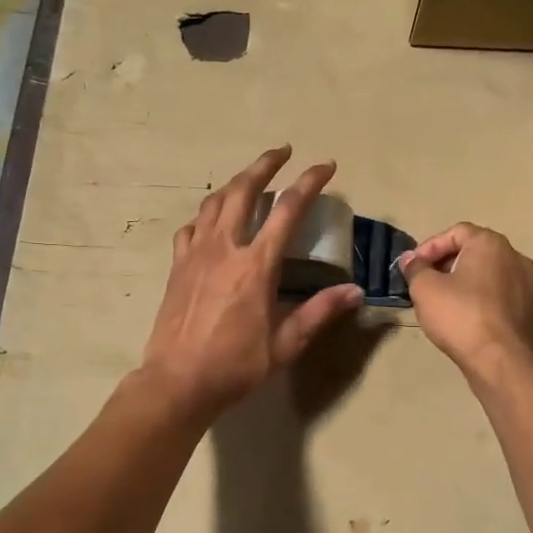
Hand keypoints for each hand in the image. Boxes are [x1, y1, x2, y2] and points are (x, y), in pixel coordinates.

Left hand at [139, 146, 363, 422]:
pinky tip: (212, 221)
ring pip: (214, 202)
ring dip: (235, 183)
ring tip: (250, 178)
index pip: (288, 209)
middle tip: (283, 152)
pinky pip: (191, 227)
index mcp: (256, 265)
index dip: (309, 182)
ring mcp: (196, 253)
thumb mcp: (285, 344)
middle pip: (244, 190)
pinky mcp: (177, 265)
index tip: (325, 166)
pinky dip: (206, 215)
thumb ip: (319, 312)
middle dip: (266, 164)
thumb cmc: (235, 365)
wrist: (177, 381)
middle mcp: (225, 247)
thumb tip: (355, 291)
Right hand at [399, 223, 532, 378]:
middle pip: (473, 250)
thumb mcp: (425, 288)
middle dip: (445, 263)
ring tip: (439, 299)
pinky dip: (478, 296)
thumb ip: (415, 267)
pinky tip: (461, 315)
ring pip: (486, 273)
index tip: (413, 267)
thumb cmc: (460, 315)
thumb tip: (410, 259)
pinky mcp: (528, 308)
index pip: (456, 232)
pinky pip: (497, 292)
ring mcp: (526, 283)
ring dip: (461, 280)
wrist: (499, 360)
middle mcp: (514, 256)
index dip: (430, 247)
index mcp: (491, 243)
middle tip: (424, 281)